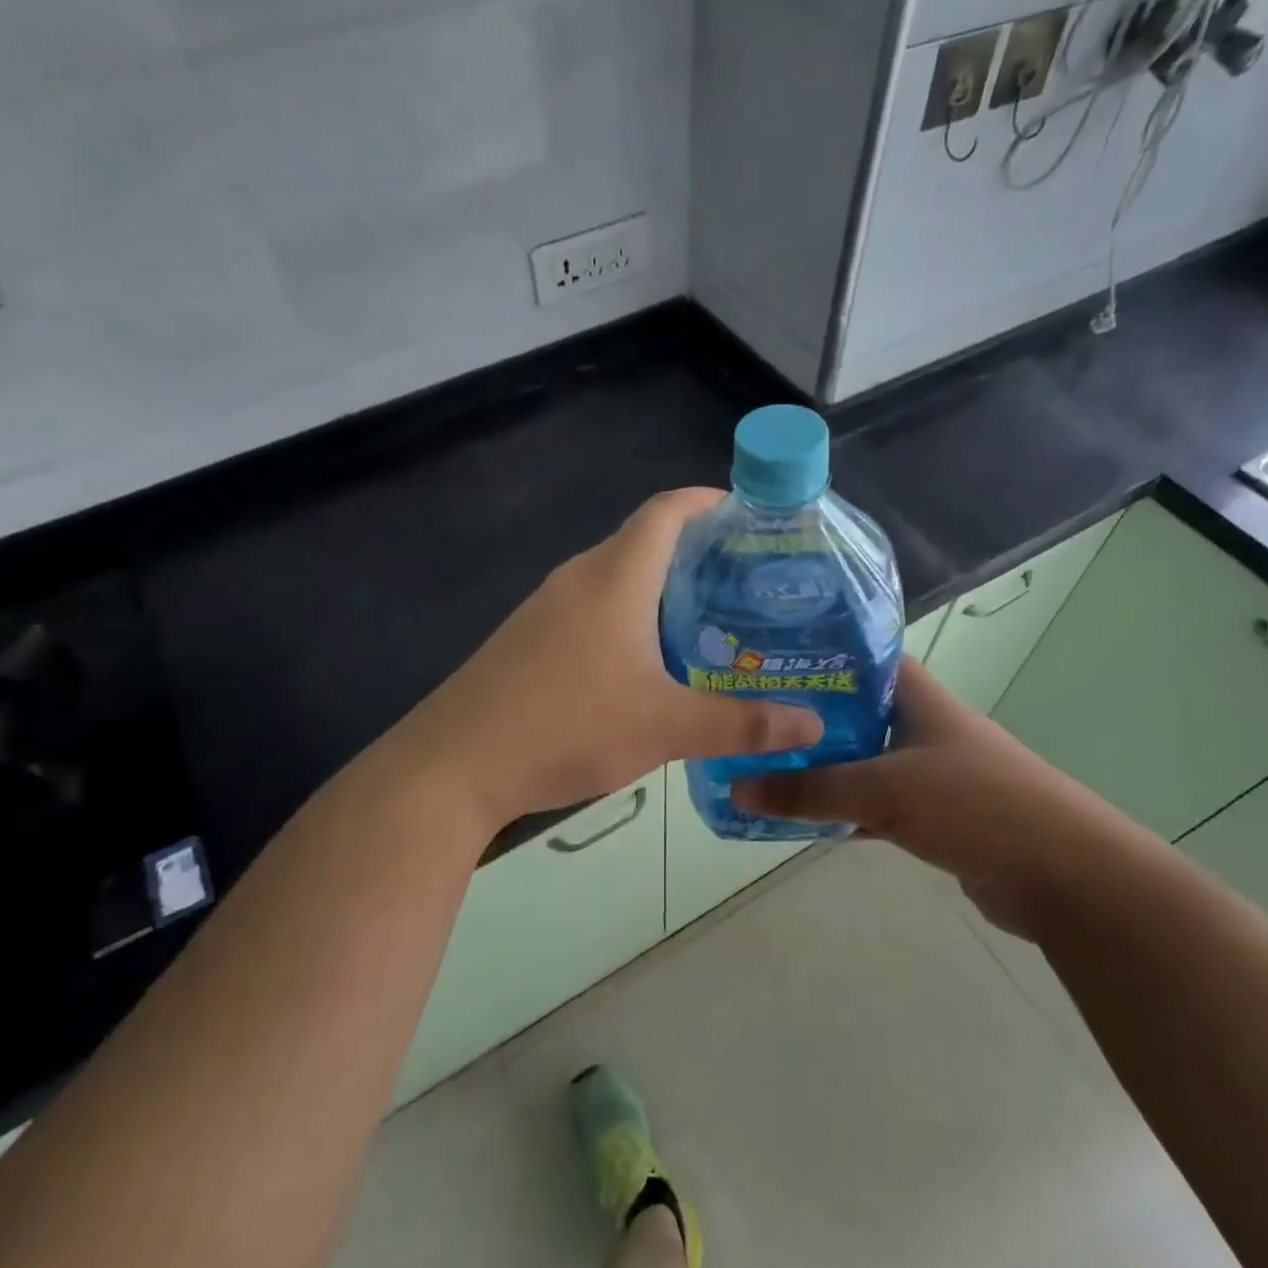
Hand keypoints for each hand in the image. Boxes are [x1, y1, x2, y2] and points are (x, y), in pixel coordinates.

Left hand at [404, 488, 822, 827]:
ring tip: (709, 626)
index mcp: (614, 578)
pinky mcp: (528, 642)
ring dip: (660, 592)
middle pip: (643, 543)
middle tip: (747, 586)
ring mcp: (546, 610)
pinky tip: (647, 666)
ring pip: (616, 581)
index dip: (709, 502)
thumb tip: (813, 723)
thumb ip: (742, 725)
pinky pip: (590, 612)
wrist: (454, 765)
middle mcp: (578, 579)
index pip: (667, 511)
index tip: (751, 518)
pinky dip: (628, 621)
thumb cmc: (566, 726)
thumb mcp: (665, 727)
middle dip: (697, 554)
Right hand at [733, 659, 1112, 937]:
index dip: (813, 653)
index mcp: (916, 696)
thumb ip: (810, 791)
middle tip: (745, 720)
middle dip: (802, 717)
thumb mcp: (884, 790)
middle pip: (850, 710)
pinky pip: (871, 803)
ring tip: (758, 766)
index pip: (858, 655)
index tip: (761, 660)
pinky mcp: (931, 814)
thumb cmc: (974, 805)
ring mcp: (927, 771)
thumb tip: (737, 787)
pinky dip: (839, 810)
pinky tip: (799, 818)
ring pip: (858, 760)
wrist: (1062, 875)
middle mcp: (920, 724)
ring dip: (817, 768)